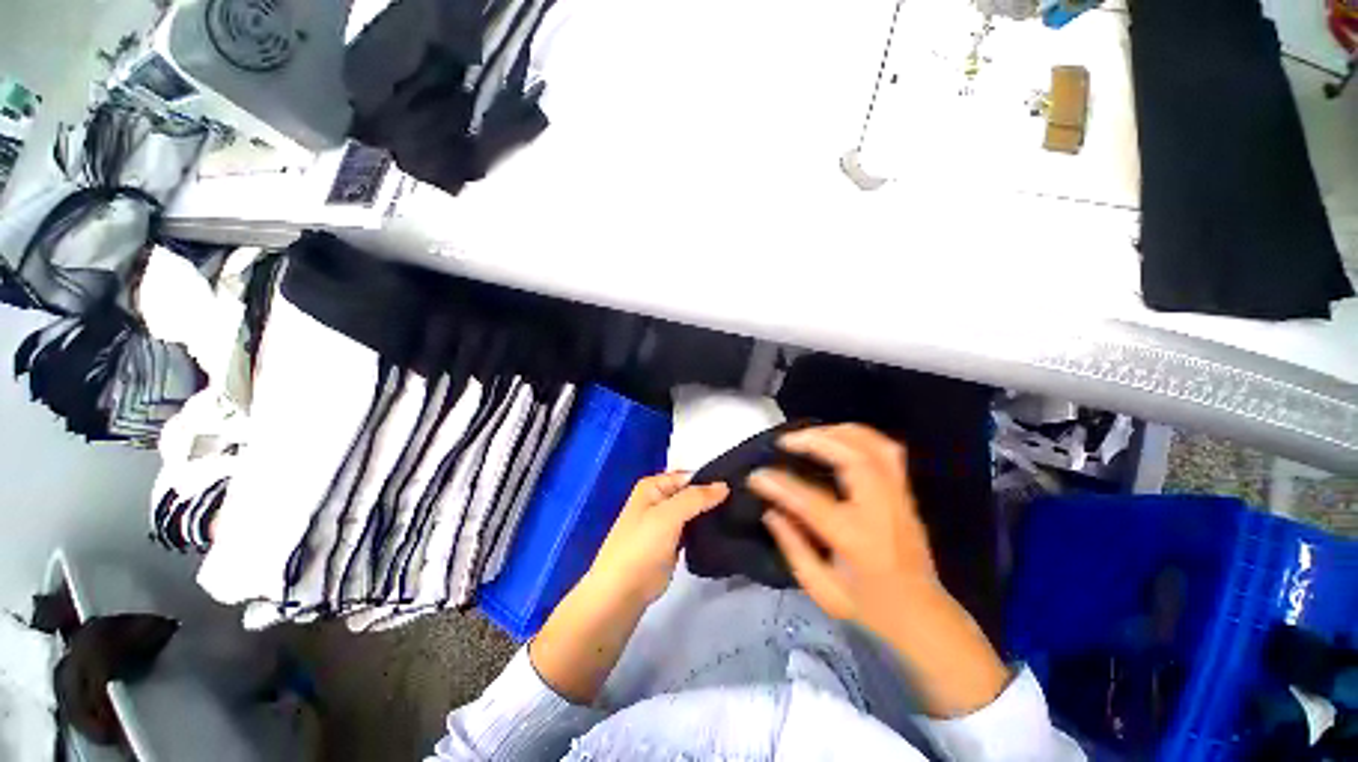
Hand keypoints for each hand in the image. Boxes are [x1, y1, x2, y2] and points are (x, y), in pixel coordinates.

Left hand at [587, 473, 729, 605]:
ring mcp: (665, 522)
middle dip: (712, 497)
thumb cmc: (642, 547)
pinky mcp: (672, 542)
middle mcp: (659, 499)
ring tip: (738, 514)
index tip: (738, 487)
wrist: (622, 592)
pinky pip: (692, 529)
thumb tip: (724, 485)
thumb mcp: (669, 515)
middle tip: (742, 502)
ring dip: (710, 513)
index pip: (689, 476)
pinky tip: (725, 529)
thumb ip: (696, 497)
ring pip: (694, 511)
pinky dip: (705, 529)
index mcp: (653, 486)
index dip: (711, 480)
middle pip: (691, 493)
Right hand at [749, 424, 1008, 716]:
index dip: (779, 484)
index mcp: (857, 540)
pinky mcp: (905, 493)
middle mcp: (881, 511)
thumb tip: (770, 510)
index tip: (756, 475)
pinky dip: (861, 436)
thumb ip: (792, 546)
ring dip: (838, 432)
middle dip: (815, 441)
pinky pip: (887, 450)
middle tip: (786, 440)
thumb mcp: (822, 590)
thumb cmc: (870, 608)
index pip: (812, 501)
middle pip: (853, 458)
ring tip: (810, 434)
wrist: (924, 617)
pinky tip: (839, 437)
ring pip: (874, 446)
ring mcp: (898, 498)